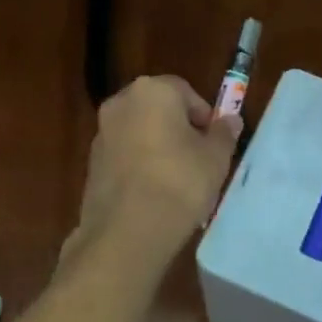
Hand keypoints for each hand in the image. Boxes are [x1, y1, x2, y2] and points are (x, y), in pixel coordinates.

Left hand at [76, 76, 241, 250]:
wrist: (127, 230)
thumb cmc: (179, 182)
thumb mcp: (215, 158)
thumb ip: (224, 134)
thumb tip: (230, 120)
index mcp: (152, 90)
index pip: (185, 92)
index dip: (204, 117)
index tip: (213, 144)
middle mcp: (121, 102)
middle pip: (159, 109)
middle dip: (179, 129)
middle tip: (199, 160)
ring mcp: (101, 132)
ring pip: (140, 132)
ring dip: (158, 147)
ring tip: (177, 182)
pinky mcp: (92, 162)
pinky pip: (125, 155)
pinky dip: (139, 165)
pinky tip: (153, 194)